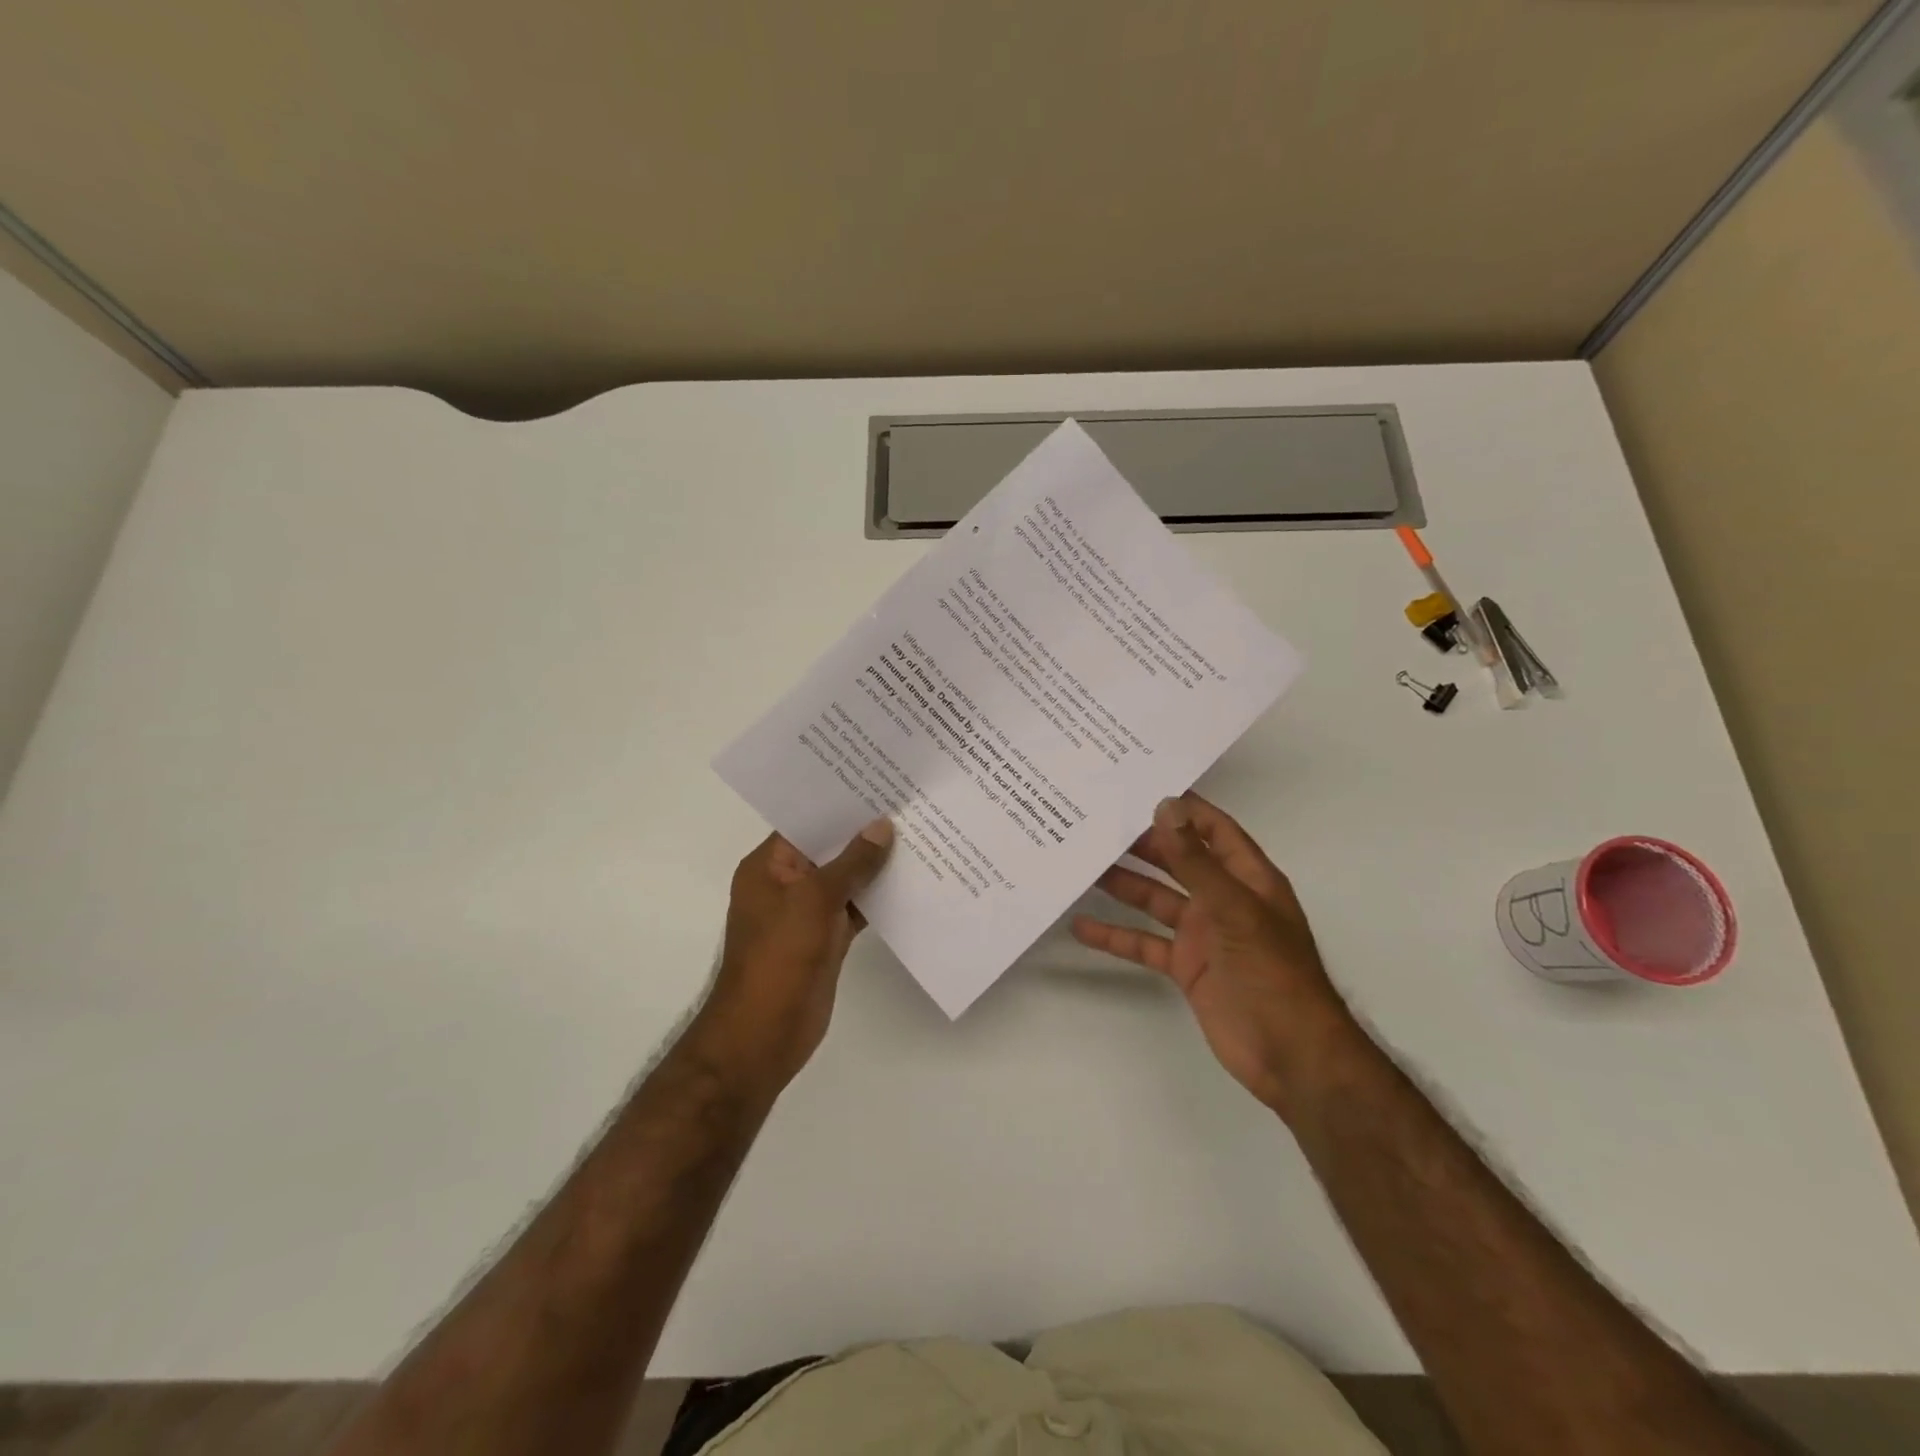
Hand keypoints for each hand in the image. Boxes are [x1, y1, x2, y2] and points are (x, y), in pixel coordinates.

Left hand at [692, 820, 893, 1096]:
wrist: (763, 1036)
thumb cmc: (779, 958)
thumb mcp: (814, 901)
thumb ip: (851, 863)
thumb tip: (882, 825)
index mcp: (769, 867)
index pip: (806, 822)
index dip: (840, 803)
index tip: (879, 781)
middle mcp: (787, 884)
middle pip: (829, 849)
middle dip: (865, 832)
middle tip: (909, 802)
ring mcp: (808, 914)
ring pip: (846, 880)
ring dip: (876, 865)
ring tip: (920, 833)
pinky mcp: (827, 939)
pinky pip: (856, 908)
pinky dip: (878, 898)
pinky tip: (912, 881)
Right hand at [1072, 794, 1358, 1114]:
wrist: (1290, 1056)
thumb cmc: (1272, 974)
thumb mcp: (1234, 910)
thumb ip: (1196, 862)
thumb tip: (1165, 808)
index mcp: (1247, 879)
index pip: (1214, 830)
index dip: (1184, 809)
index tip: (1141, 788)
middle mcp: (1223, 900)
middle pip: (1178, 862)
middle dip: (1142, 843)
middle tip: (1097, 823)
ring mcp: (1203, 935)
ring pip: (1156, 900)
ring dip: (1123, 884)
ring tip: (1082, 864)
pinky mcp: (1186, 967)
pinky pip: (1145, 943)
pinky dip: (1116, 936)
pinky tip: (1082, 927)